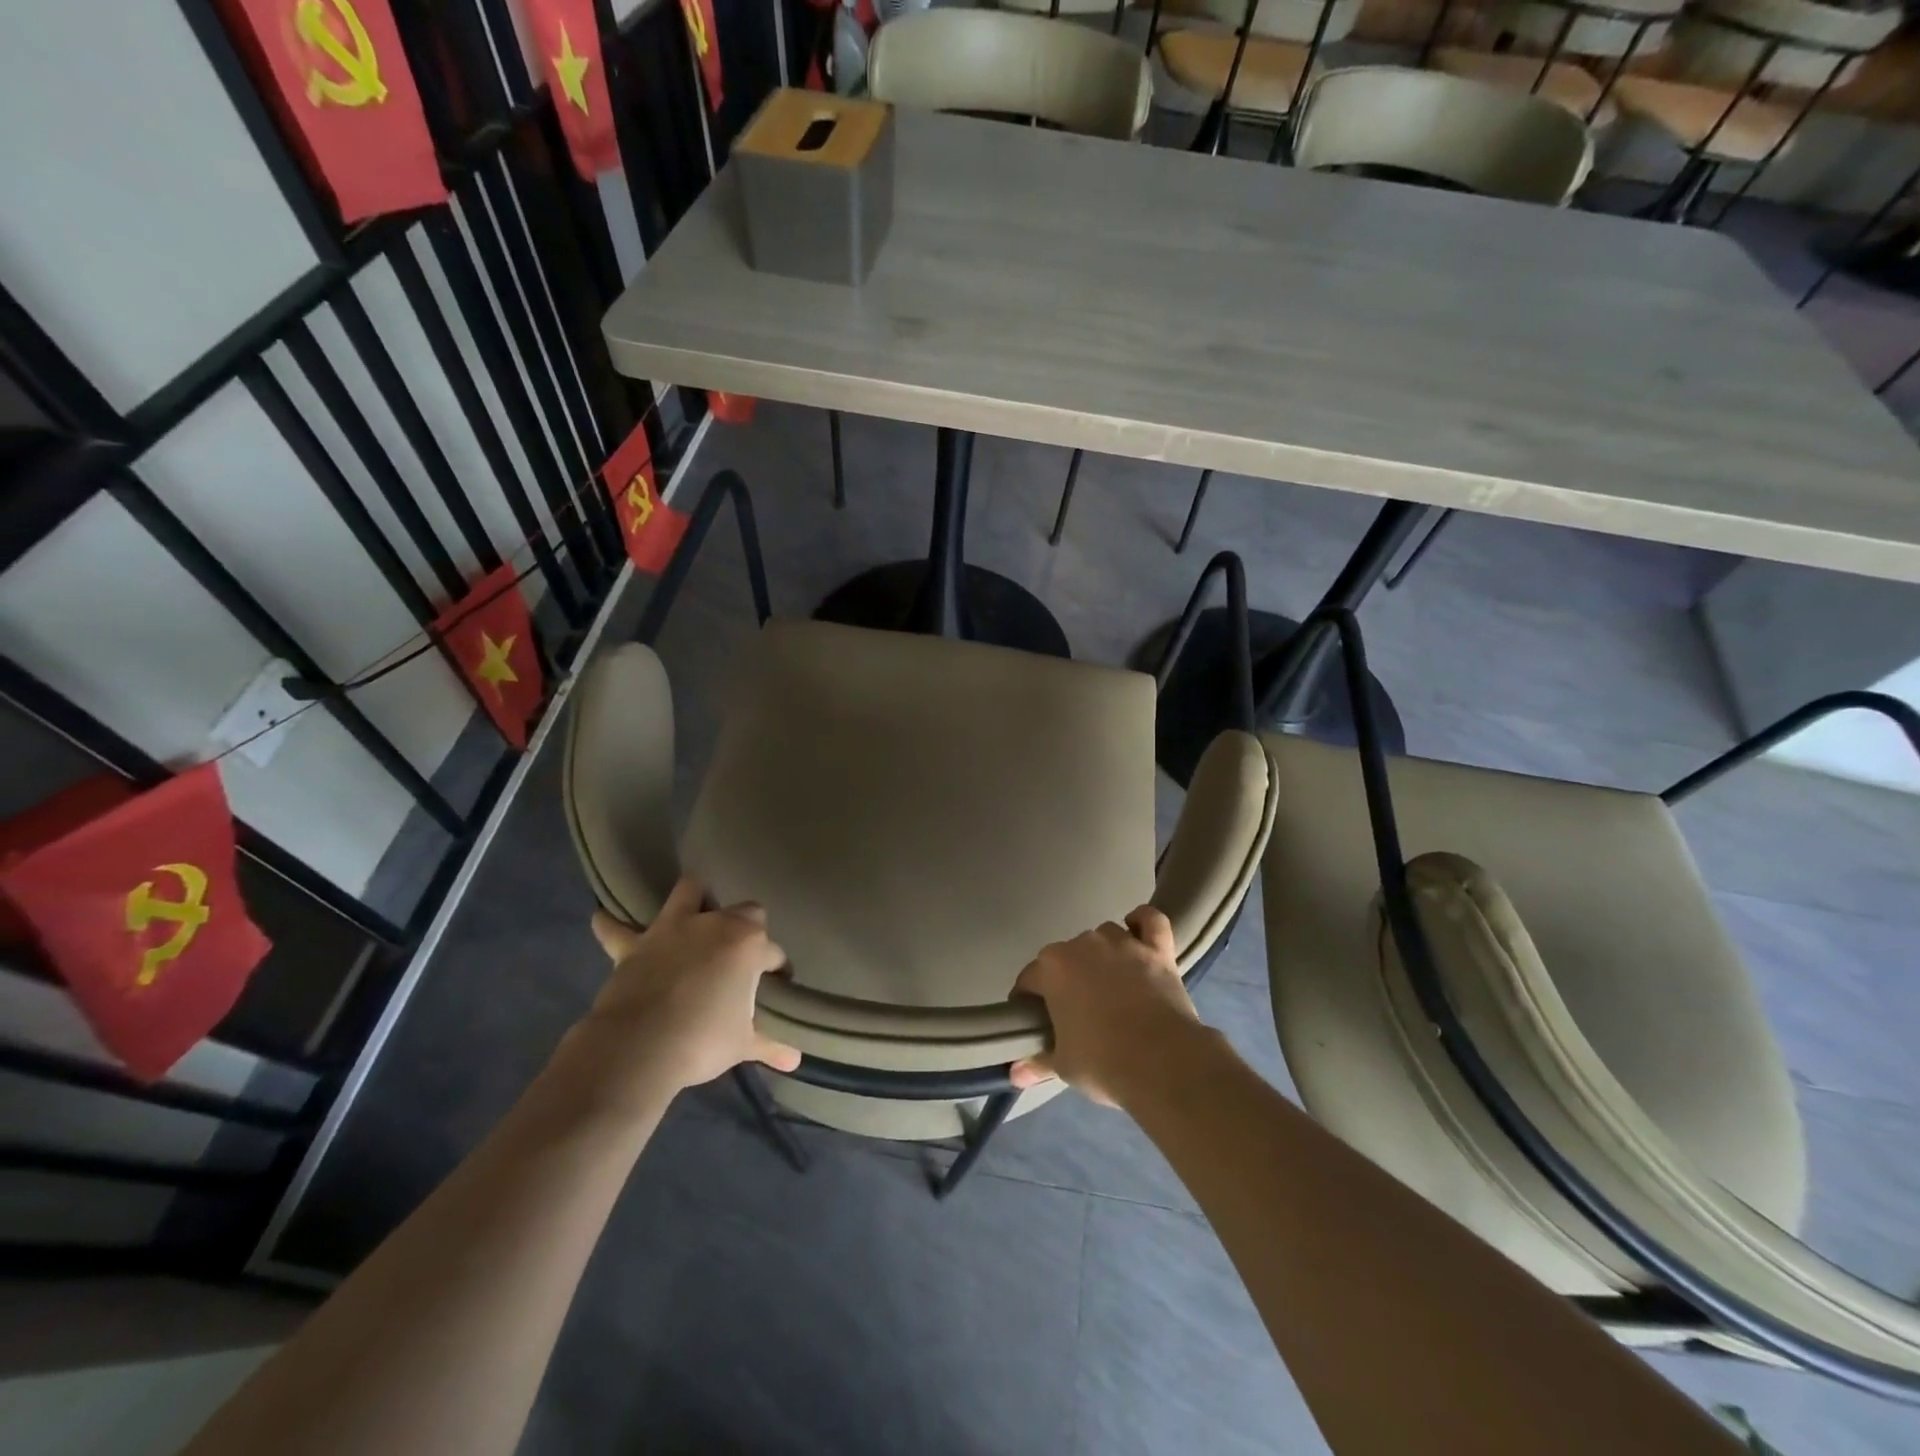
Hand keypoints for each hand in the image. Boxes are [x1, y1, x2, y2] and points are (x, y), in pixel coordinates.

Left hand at [579, 877, 800, 1097]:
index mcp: (749, 944)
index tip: (776, 985)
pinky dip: (611, 925)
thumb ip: (771, 1046)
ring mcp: (672, 929)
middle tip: (739, 957)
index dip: (777, 969)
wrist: (639, 1049)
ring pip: (689, 892)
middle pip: (745, 912)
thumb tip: (795, 1061)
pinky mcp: (634, 944)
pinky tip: (603, 920)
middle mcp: (715, 924)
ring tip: (694, 914)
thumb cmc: (703, 1041)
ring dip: (693, 899)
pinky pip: (616, 928)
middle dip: (747, 928)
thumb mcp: (743, 1045)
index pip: (774, 952)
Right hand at [1009, 905, 1205, 1107]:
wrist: (1163, 1063)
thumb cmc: (1102, 1062)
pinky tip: (1138, 933)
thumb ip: (1038, 1061)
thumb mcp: (1064, 1066)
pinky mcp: (1157, 948)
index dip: (1028, 1002)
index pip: (1029, 979)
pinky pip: (1150, 920)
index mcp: (1052, 968)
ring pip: (1104, 936)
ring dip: (1102, 954)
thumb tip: (1015, 1074)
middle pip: (1066, 956)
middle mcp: (1083, 945)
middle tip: (1075, 1010)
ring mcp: (1122, 942)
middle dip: (1067, 978)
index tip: (1035, 1022)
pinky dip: (1142, 922)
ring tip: (1109, 983)